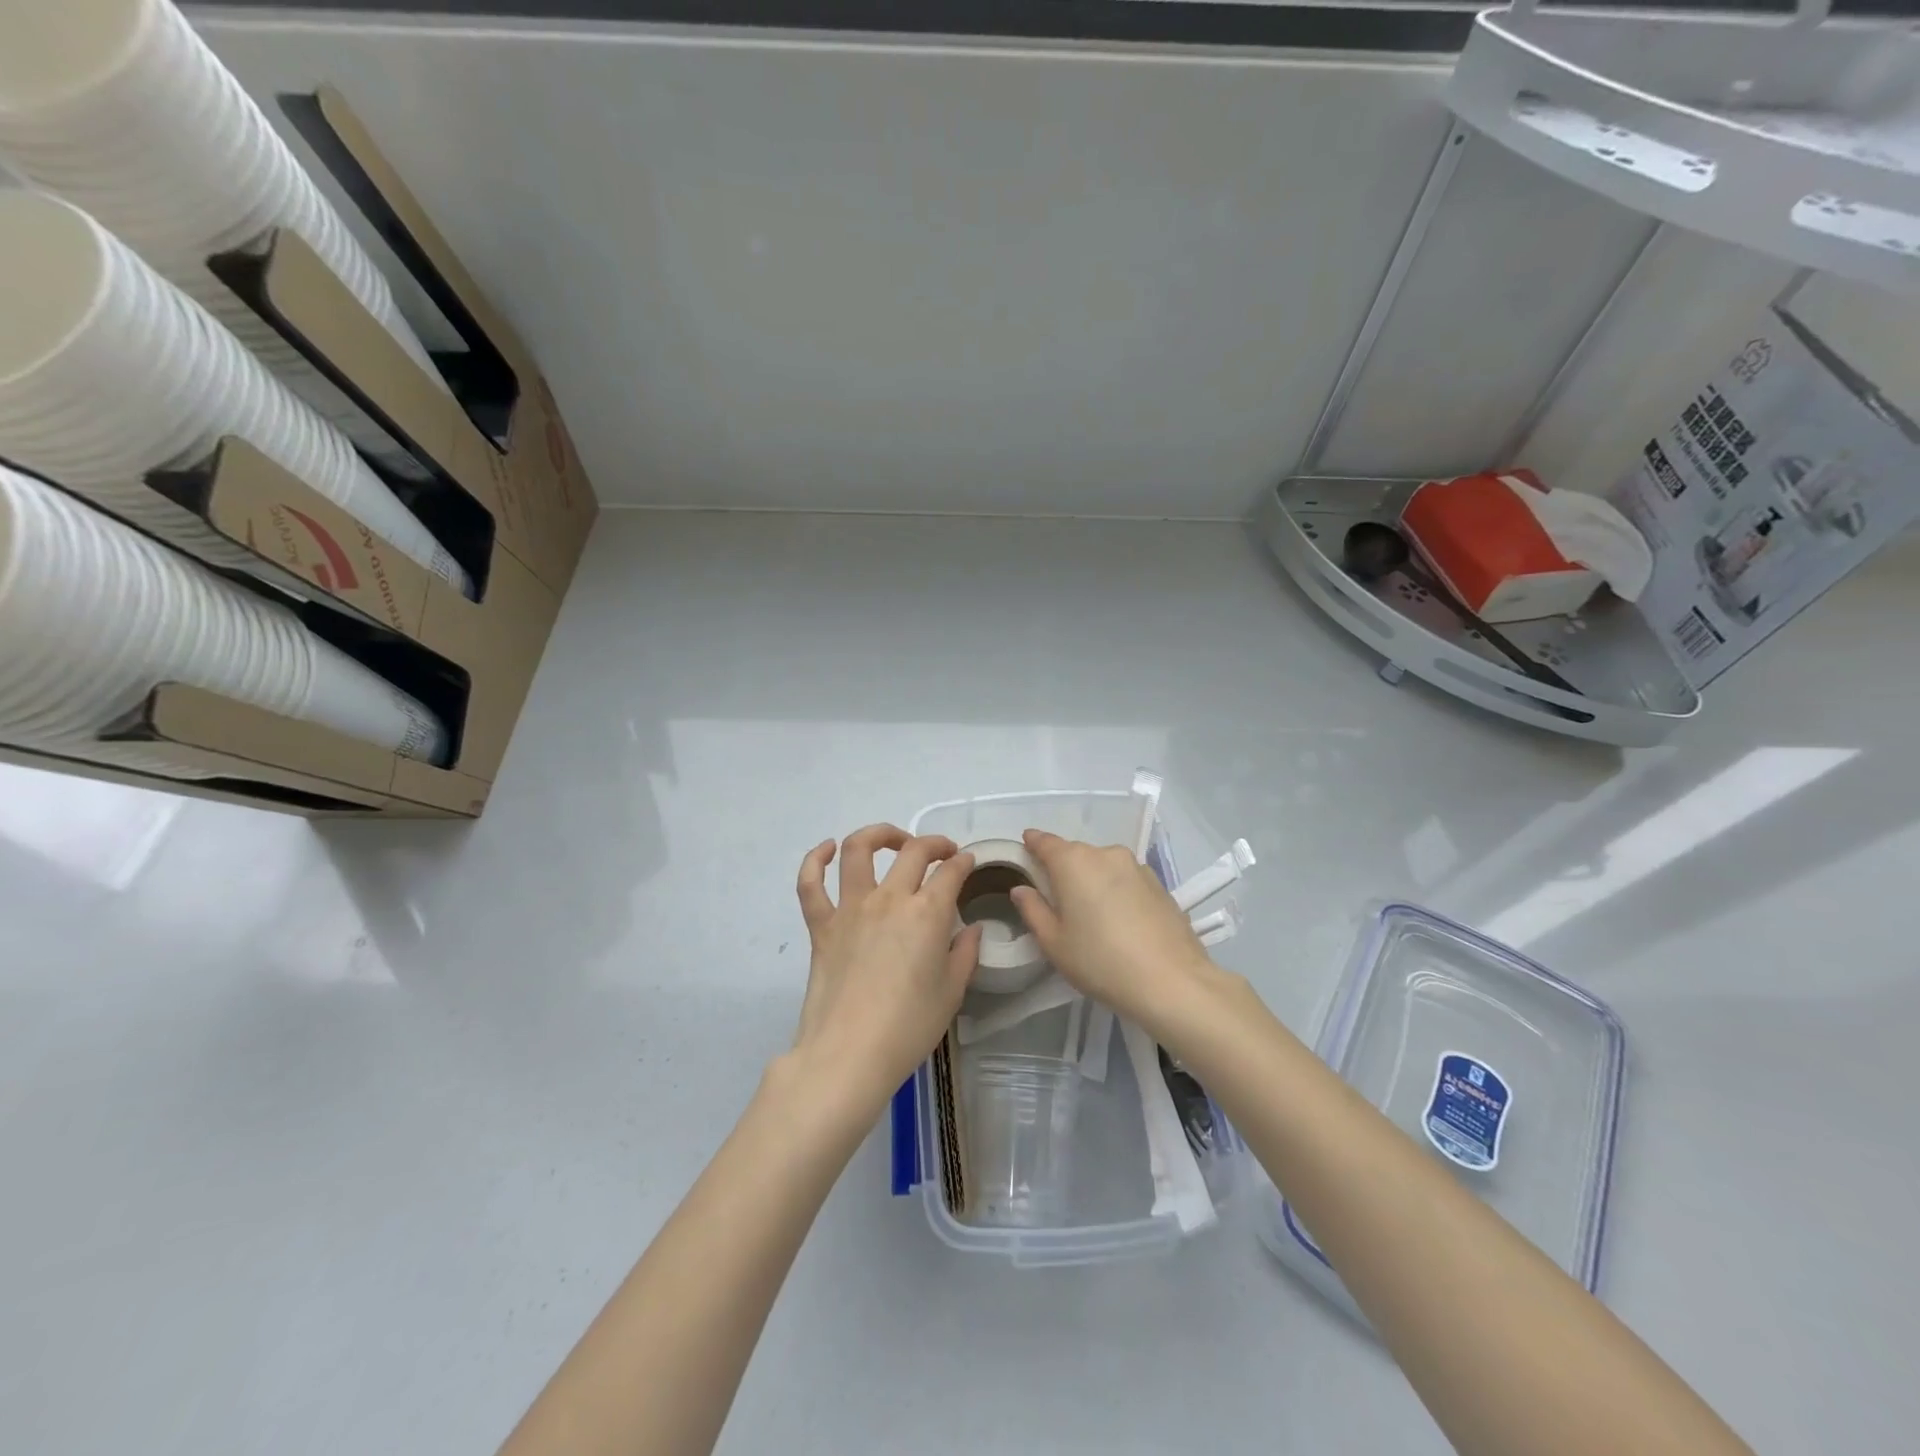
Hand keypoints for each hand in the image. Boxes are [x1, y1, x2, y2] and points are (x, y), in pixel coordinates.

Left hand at [790, 825, 981, 1113]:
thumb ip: (964, 953)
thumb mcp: (952, 992)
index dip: (963, 862)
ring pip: (858, 850)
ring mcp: (850, 908)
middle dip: (934, 844)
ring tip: (894, 840)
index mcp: (927, 914)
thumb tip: (971, 928)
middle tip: (943, 853)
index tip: (968, 863)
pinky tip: (826, 849)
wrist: (849, 1054)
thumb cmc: (908, 1028)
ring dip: (879, 834)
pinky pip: (810, 884)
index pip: (950, 872)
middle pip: (913, 851)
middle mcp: (889, 899)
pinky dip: (814, 859)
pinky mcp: (821, 925)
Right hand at [1010, 829, 1215, 1030]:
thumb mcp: (1054, 942)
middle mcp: (1105, 854)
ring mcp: (1137, 867)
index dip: (1032, 844)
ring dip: (1093, 881)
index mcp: (1073, 862)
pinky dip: (1117, 891)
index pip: (1044, 842)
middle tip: (1057, 900)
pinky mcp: (1159, 884)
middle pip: (1075, 854)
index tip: (1025, 850)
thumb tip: (1022, 889)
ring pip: (1103, 866)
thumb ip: (1033, 910)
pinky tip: (1121, 922)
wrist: (1172, 981)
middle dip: (1063, 870)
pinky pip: (1126, 880)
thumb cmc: (1100, 961)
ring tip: (1092, 915)